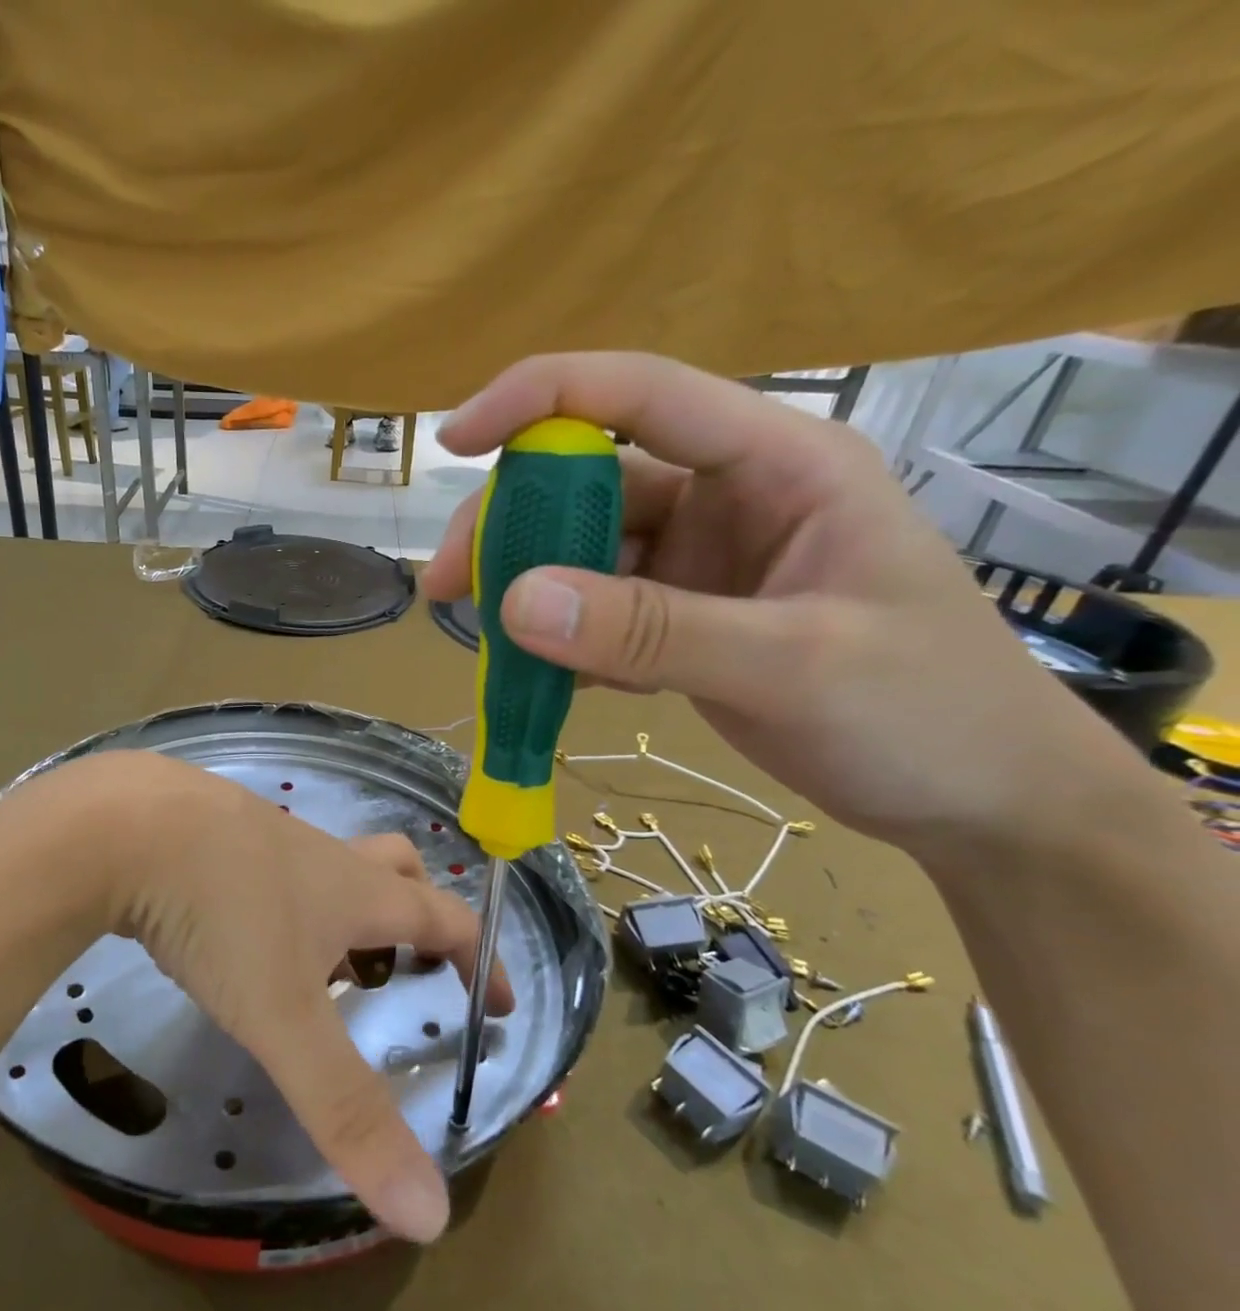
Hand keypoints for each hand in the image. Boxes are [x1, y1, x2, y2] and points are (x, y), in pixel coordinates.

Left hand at [47, 751, 506, 1242]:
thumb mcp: (283, 1018)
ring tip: (314, 966)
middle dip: (415, 910)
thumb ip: (347, 1110)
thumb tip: (431, 1215)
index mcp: (356, 891)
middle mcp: (320, 855)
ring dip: (340, 907)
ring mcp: (263, 834)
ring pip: (326, 865)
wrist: (123, 825)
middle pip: (394, 868)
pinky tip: (233, 929)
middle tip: (406, 964)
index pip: (445, 918)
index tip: (497, 1002)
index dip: (481, 959)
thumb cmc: (221, 914)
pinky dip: (276, 896)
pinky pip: (265, 861)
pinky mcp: (211, 830)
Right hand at [423, 352, 1141, 851]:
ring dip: (532, 597)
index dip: (540, 399)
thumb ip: (651, 629)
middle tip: (446, 590)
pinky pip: (601, 616)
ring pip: (585, 556)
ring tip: (492, 650)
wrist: (980, 800)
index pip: (641, 395)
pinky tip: (557, 684)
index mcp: (775, 464)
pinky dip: (567, 645)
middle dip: (512, 529)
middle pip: (591, 484)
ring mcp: (703, 564)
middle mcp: (729, 499)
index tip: (453, 440)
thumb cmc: (926, 713)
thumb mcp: (790, 663)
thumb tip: (512, 601)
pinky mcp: (685, 621)